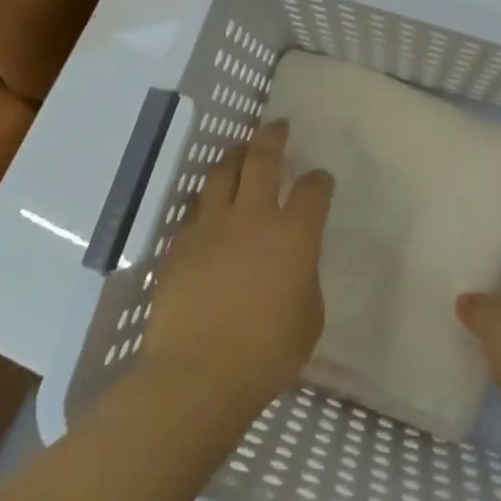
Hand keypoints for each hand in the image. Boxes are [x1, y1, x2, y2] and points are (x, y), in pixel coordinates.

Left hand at [142, 120, 333, 419]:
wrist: (198, 374)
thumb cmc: (267, 354)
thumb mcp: (308, 317)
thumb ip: (304, 279)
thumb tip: (294, 265)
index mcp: (294, 235)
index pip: (313, 190)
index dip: (319, 180)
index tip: (320, 179)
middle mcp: (254, 217)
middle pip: (262, 160)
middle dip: (272, 137)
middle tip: (277, 126)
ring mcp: (212, 227)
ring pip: (223, 173)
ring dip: (235, 156)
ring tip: (241, 151)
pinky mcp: (181, 244)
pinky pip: (196, 209)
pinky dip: (208, 199)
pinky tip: (210, 205)